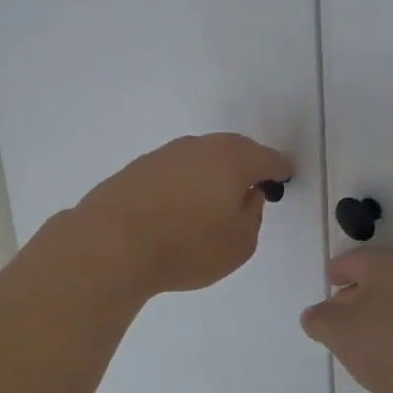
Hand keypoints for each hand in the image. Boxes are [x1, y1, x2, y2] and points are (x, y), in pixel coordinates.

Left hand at [70, 134, 292, 297]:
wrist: (110, 244)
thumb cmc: (186, 246)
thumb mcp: (239, 244)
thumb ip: (253, 215)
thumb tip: (248, 195)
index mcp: (232, 159)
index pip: (266, 158)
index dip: (278, 169)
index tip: (283, 178)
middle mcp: (200, 146)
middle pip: (233, 150)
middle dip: (245, 165)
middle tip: (251, 187)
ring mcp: (165, 154)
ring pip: (201, 157)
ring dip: (212, 173)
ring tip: (213, 200)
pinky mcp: (138, 168)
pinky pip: (174, 170)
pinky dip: (184, 182)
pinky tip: (179, 205)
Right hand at [301, 248, 392, 392]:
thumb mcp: (341, 333)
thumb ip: (319, 321)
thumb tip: (317, 315)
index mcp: (381, 264)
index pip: (347, 263)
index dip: (332, 280)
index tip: (323, 305)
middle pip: (371, 284)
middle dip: (351, 305)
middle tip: (336, 334)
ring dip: (376, 327)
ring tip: (363, 357)